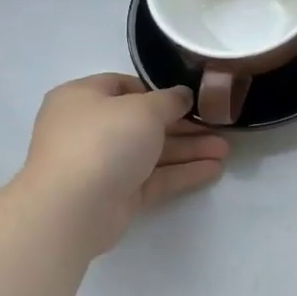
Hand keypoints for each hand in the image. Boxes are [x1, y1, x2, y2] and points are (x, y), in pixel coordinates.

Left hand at [18, 74, 228, 254]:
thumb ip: (169, 100)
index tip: (190, 98)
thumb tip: (182, 96)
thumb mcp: (143, 109)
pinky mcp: (116, 195)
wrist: (71, 209)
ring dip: (188, 150)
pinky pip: (154, 178)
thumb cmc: (103, 141)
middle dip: (184, 125)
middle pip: (144, 122)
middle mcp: (90, 129)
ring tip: (225, 151)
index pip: (124, 86)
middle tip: (218, 126)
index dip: (159, 91)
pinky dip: (182, 173)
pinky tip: (213, 170)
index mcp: (83, 98)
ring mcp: (102, 164)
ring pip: (152, 152)